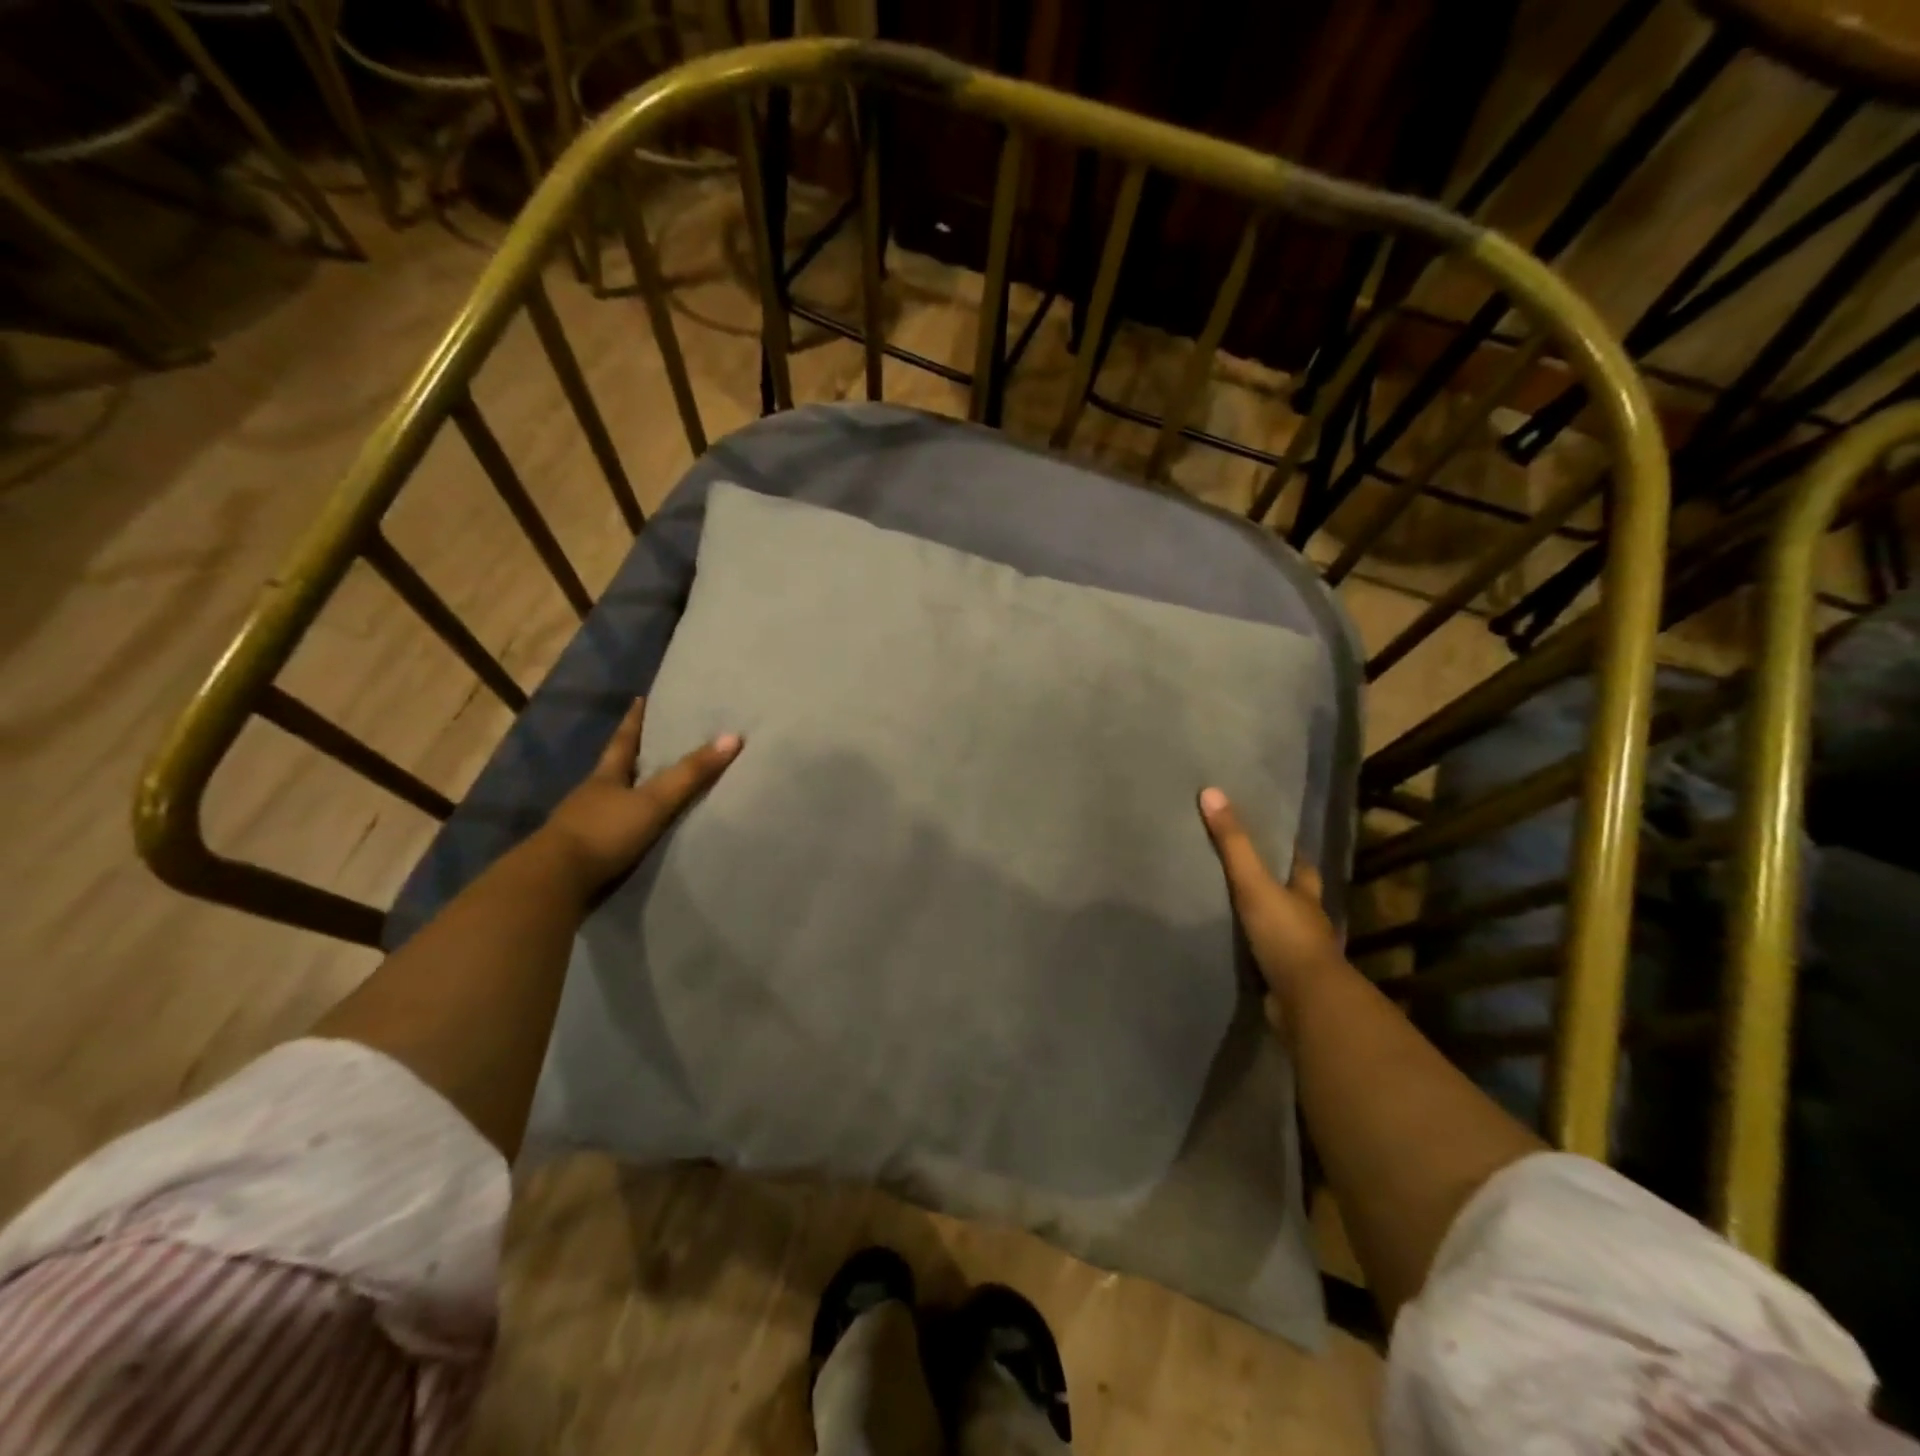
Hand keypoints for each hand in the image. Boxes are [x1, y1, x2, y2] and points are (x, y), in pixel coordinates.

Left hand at [541, 698, 741, 892]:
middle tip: (652, 742)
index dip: (634, 720)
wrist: (554, 882)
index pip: (623, 740)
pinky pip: (609, 832)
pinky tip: (635, 833)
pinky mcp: (582, 854)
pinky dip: (623, 827)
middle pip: (615, 769)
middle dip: (632, 757)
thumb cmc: (604, 831)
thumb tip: (733, 737)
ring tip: (649, 789)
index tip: (639, 699)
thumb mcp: (653, 801)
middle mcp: (591, 795)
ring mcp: (582, 825)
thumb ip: (690, 774)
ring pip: (610, 801)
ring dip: (627, 795)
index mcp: (605, 776)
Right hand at [1198, 786, 1343, 1026]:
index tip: (1275, 836)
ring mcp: (1297, 953)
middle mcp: (1307, 921)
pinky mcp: (1283, 979)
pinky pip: (1264, 957)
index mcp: (1306, 895)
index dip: (1290, 851)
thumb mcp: (1254, 883)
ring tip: (1230, 905)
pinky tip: (1231, 945)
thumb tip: (1211, 792)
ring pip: (1280, 927)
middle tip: (1246, 869)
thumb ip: (1233, 843)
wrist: (1305, 1001)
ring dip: (1263, 919)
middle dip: (1277, 885)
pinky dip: (1252, 950)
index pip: (1301, 865)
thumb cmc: (1286, 935)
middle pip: (1293, 896)